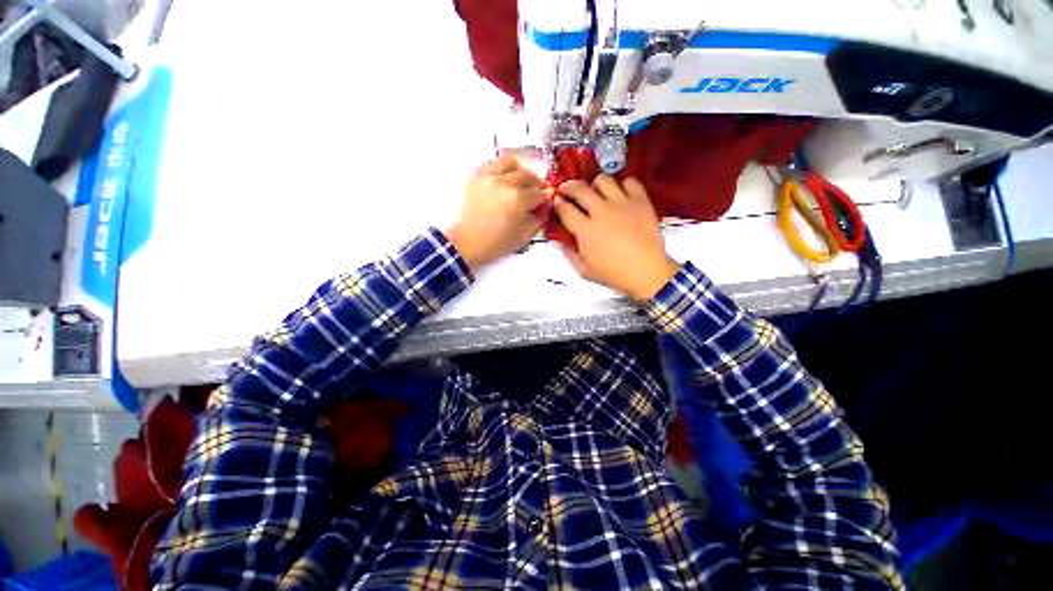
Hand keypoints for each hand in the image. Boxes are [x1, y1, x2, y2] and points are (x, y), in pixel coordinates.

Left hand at [445, 154, 546, 271]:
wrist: (467, 243)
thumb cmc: (496, 244)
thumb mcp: (523, 237)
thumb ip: (537, 220)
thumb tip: (542, 210)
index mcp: (518, 199)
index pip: (539, 193)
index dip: (545, 198)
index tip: (545, 202)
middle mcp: (504, 183)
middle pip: (527, 175)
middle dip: (536, 184)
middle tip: (536, 192)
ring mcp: (488, 177)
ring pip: (510, 162)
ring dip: (519, 170)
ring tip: (519, 181)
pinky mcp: (475, 177)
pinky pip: (491, 163)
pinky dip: (500, 168)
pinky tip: (503, 179)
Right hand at [553, 176, 679, 301]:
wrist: (647, 273)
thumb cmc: (613, 274)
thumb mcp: (584, 271)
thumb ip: (570, 254)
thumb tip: (562, 242)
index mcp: (585, 230)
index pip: (566, 209)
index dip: (558, 203)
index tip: (556, 200)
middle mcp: (601, 211)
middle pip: (580, 189)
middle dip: (569, 187)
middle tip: (567, 189)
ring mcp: (622, 204)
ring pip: (603, 180)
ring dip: (595, 185)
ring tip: (596, 192)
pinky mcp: (641, 201)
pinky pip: (630, 182)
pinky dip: (623, 185)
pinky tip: (621, 194)